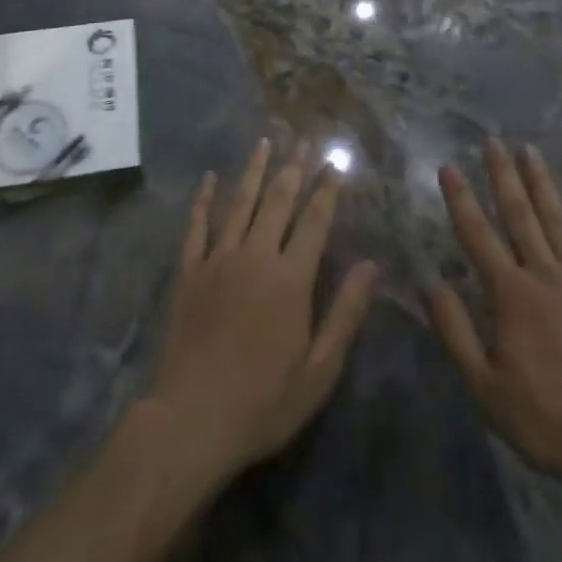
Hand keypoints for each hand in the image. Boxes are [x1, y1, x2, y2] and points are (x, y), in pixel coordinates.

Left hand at [146, 138, 379, 485]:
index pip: (314, 221)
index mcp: (291, 278)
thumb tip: (372, 265)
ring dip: (253, 170)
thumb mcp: (319, 371)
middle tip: (304, 140)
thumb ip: (345, 313)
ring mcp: (218, 260)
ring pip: (239, 203)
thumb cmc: (263, 402)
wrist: (190, 421)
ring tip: (264, 142)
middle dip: (293, 168)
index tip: (335, 163)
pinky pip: (197, 227)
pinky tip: (207, 178)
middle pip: (278, 202)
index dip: (326, 190)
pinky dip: (203, 200)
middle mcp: (256, 256)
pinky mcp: (189, 273)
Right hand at [427, 140, 561, 488]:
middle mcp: (544, 273)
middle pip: (519, 215)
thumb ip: (455, 332)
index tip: (449, 166)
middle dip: (502, 176)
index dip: (460, 200)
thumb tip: (428, 282)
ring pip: (556, 218)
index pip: (478, 236)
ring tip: (528, 149)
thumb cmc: (550, 418)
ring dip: (540, 182)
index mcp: (511, 295)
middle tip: (492, 141)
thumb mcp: (487, 389)